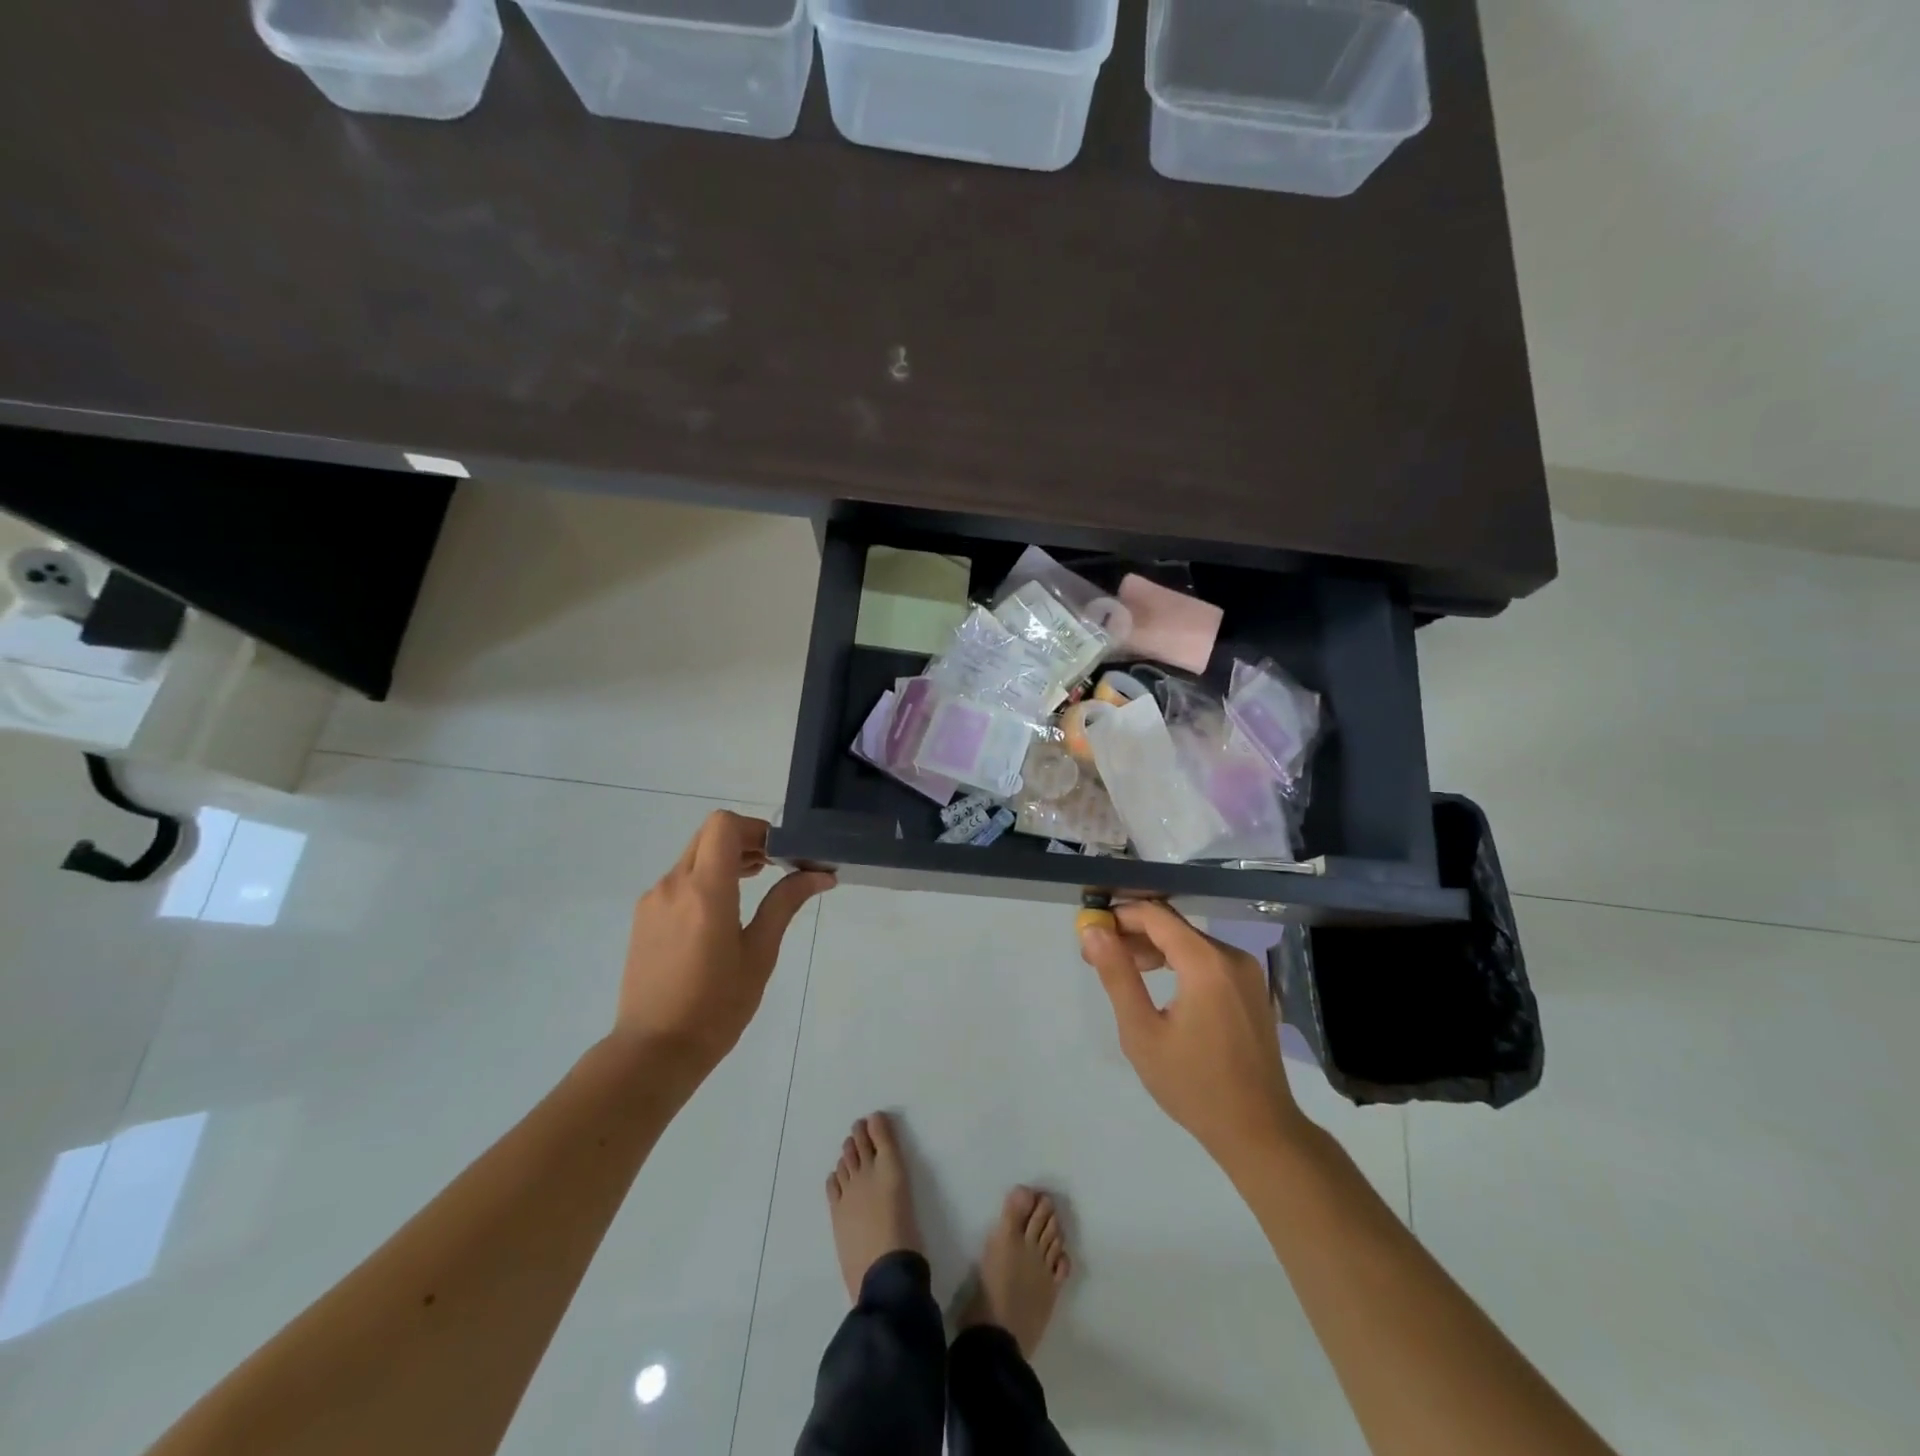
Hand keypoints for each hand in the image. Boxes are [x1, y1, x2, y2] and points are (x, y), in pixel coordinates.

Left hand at [616, 811, 833, 1079]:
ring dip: (724, 859)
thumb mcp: (760, 954)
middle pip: (709, 835)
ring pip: (693, 856)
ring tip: (754, 886)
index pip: (724, 825)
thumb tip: (821, 874)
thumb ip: (785, 904)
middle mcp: (674, 885)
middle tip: (775, 866)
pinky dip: (704, 879)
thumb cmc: (716, 1006)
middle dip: (744, 840)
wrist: (653, 1051)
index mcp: (705, 891)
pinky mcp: (644, 917)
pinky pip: (678, 880)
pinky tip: (722, 914)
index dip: (755, 828)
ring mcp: (654, 900)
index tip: (779, 853)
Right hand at [1080, 902, 1305, 1169]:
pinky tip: (1158, 982)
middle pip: (1174, 926)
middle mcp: (1232, 956)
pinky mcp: (1252, 988)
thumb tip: (1093, 932)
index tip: (1091, 928)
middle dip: (1134, 933)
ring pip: (1191, 942)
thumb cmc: (1194, 1085)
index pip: (1155, 916)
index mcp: (1207, 963)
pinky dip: (1179, 961)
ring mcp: (1247, 971)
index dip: (1120, 916)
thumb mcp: (1142, 1032)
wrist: (1259, 1132)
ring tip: (1123, 968)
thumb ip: (1117, 975)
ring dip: (1155, 947)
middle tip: (1099, 954)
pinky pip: (1208, 959)